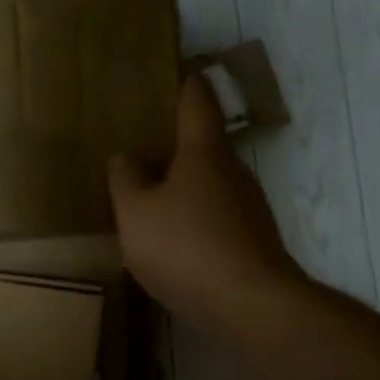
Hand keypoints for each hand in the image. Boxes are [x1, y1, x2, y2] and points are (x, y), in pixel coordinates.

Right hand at [108, 76, 304, 334]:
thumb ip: (126, 179)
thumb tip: (128, 157)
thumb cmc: (187, 247)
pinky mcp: (253, 242)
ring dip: (184, 189)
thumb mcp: (136, 213)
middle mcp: (233, 172)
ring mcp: (249, 208)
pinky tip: (173, 245)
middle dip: (176, 147)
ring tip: (150, 202)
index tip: (181, 73)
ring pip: (210, 186)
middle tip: (143, 149)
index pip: (197, 103)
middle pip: (203, 148)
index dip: (187, 85)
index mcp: (203, 153)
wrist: (251, 305)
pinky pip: (216, 219)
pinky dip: (195, 222)